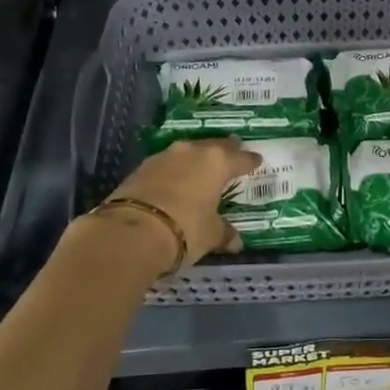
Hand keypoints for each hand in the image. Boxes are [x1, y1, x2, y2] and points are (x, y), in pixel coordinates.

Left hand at [104, 137, 261, 267]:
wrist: (131, 232)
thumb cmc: (185, 229)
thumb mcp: (210, 235)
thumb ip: (224, 233)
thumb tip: (235, 242)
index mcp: (216, 162)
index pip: (240, 158)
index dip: (250, 161)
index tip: (257, 160)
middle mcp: (192, 152)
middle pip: (214, 147)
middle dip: (224, 152)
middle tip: (233, 155)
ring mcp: (164, 157)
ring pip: (188, 153)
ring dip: (196, 160)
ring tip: (203, 169)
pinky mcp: (141, 168)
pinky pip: (166, 165)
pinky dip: (175, 172)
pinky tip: (176, 182)